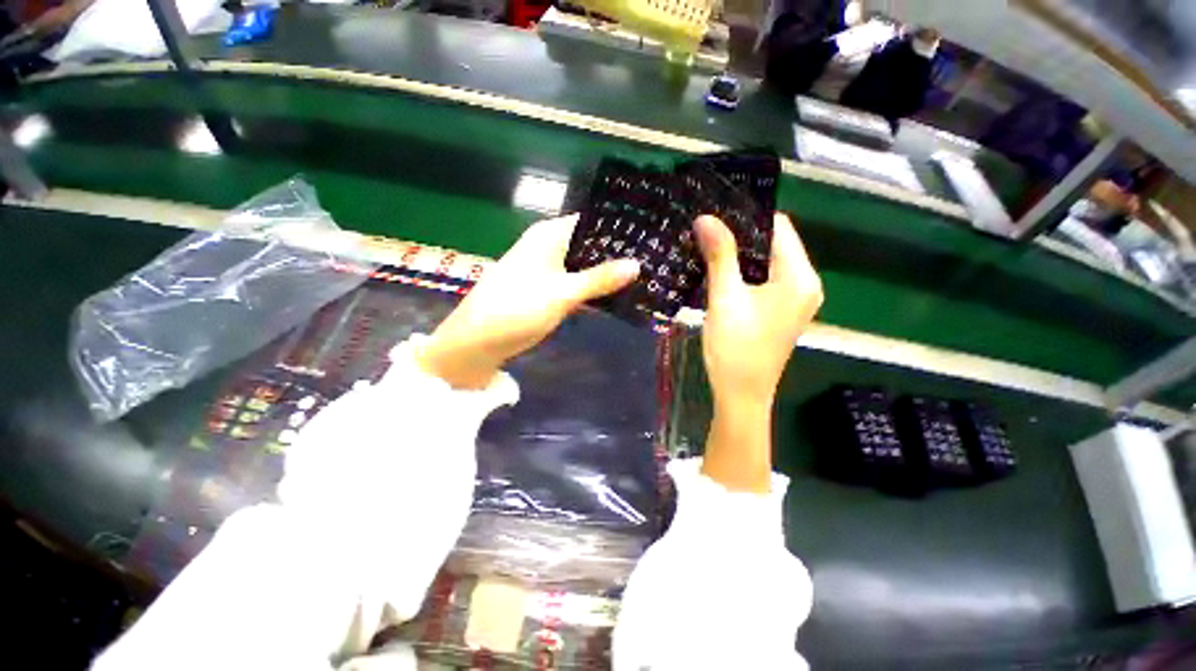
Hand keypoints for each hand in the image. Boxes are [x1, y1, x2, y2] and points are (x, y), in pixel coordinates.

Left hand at [417, 215, 639, 389]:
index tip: (649, 236)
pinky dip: (593, 289)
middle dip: (617, 254)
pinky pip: (577, 283)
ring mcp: (547, 269)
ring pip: (584, 266)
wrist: (478, 342)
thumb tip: (637, 264)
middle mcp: (548, 246)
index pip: (591, 222)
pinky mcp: (547, 290)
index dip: (618, 228)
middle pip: (590, 244)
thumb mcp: (563, 293)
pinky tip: (617, 295)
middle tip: (653, 260)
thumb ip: (600, 279)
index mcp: (549, 235)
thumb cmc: (517, 308)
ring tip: (644, 277)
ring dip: (607, 274)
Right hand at [698, 214, 822, 406]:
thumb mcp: (725, 298)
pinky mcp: (781, 312)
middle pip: (773, 244)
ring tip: (706, 245)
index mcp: (799, 277)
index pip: (778, 227)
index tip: (715, 211)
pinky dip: (743, 273)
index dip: (747, 216)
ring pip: (766, 263)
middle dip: (740, 236)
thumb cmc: (735, 348)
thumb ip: (719, 255)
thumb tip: (706, 217)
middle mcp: (805, 284)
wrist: (741, 396)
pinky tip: (718, 271)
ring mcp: (795, 300)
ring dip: (739, 255)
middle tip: (705, 229)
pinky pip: (764, 280)